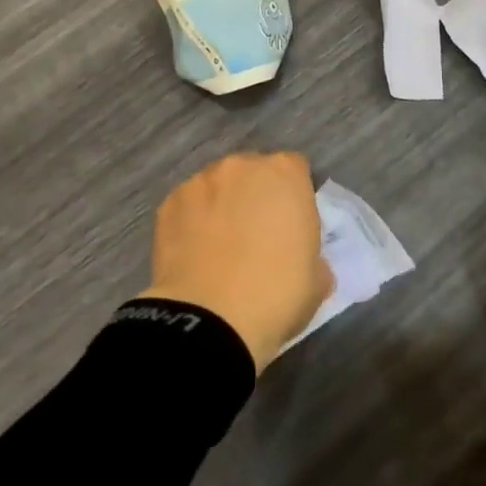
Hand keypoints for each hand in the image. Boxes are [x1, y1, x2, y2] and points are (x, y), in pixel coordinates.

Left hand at [140, 152, 332, 373]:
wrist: (211, 319)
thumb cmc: (277, 294)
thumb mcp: (317, 280)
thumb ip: (313, 256)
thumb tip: (305, 263)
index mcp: (285, 174)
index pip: (294, 168)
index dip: (294, 194)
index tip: (291, 223)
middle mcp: (242, 166)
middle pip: (253, 172)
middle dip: (255, 195)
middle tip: (256, 235)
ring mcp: (201, 181)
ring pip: (217, 186)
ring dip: (222, 205)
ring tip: (219, 246)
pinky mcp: (169, 203)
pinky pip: (188, 206)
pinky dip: (192, 222)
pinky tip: (194, 254)